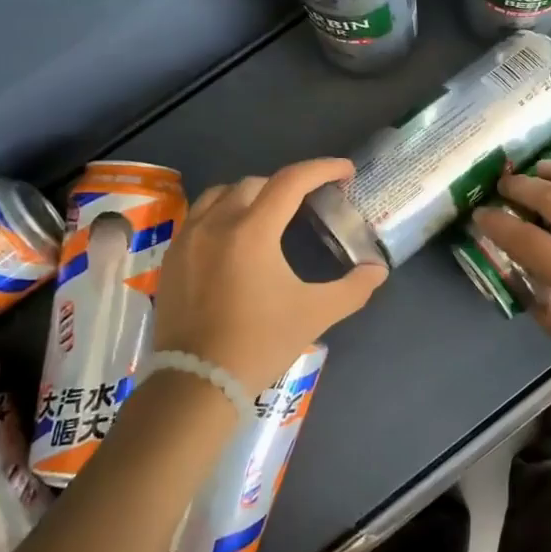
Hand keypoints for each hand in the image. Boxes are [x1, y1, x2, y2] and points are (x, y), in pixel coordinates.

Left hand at [152, 158, 387, 392]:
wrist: (197, 382)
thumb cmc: (260, 343)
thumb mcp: (314, 314)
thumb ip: (353, 288)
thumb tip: (379, 270)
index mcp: (253, 231)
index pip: (291, 181)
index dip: (322, 169)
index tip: (345, 171)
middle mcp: (216, 223)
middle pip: (255, 183)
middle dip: (286, 185)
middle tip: (308, 202)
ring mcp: (188, 239)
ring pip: (220, 194)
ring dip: (250, 195)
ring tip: (268, 213)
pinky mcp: (171, 258)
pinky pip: (198, 217)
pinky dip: (221, 214)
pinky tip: (233, 239)